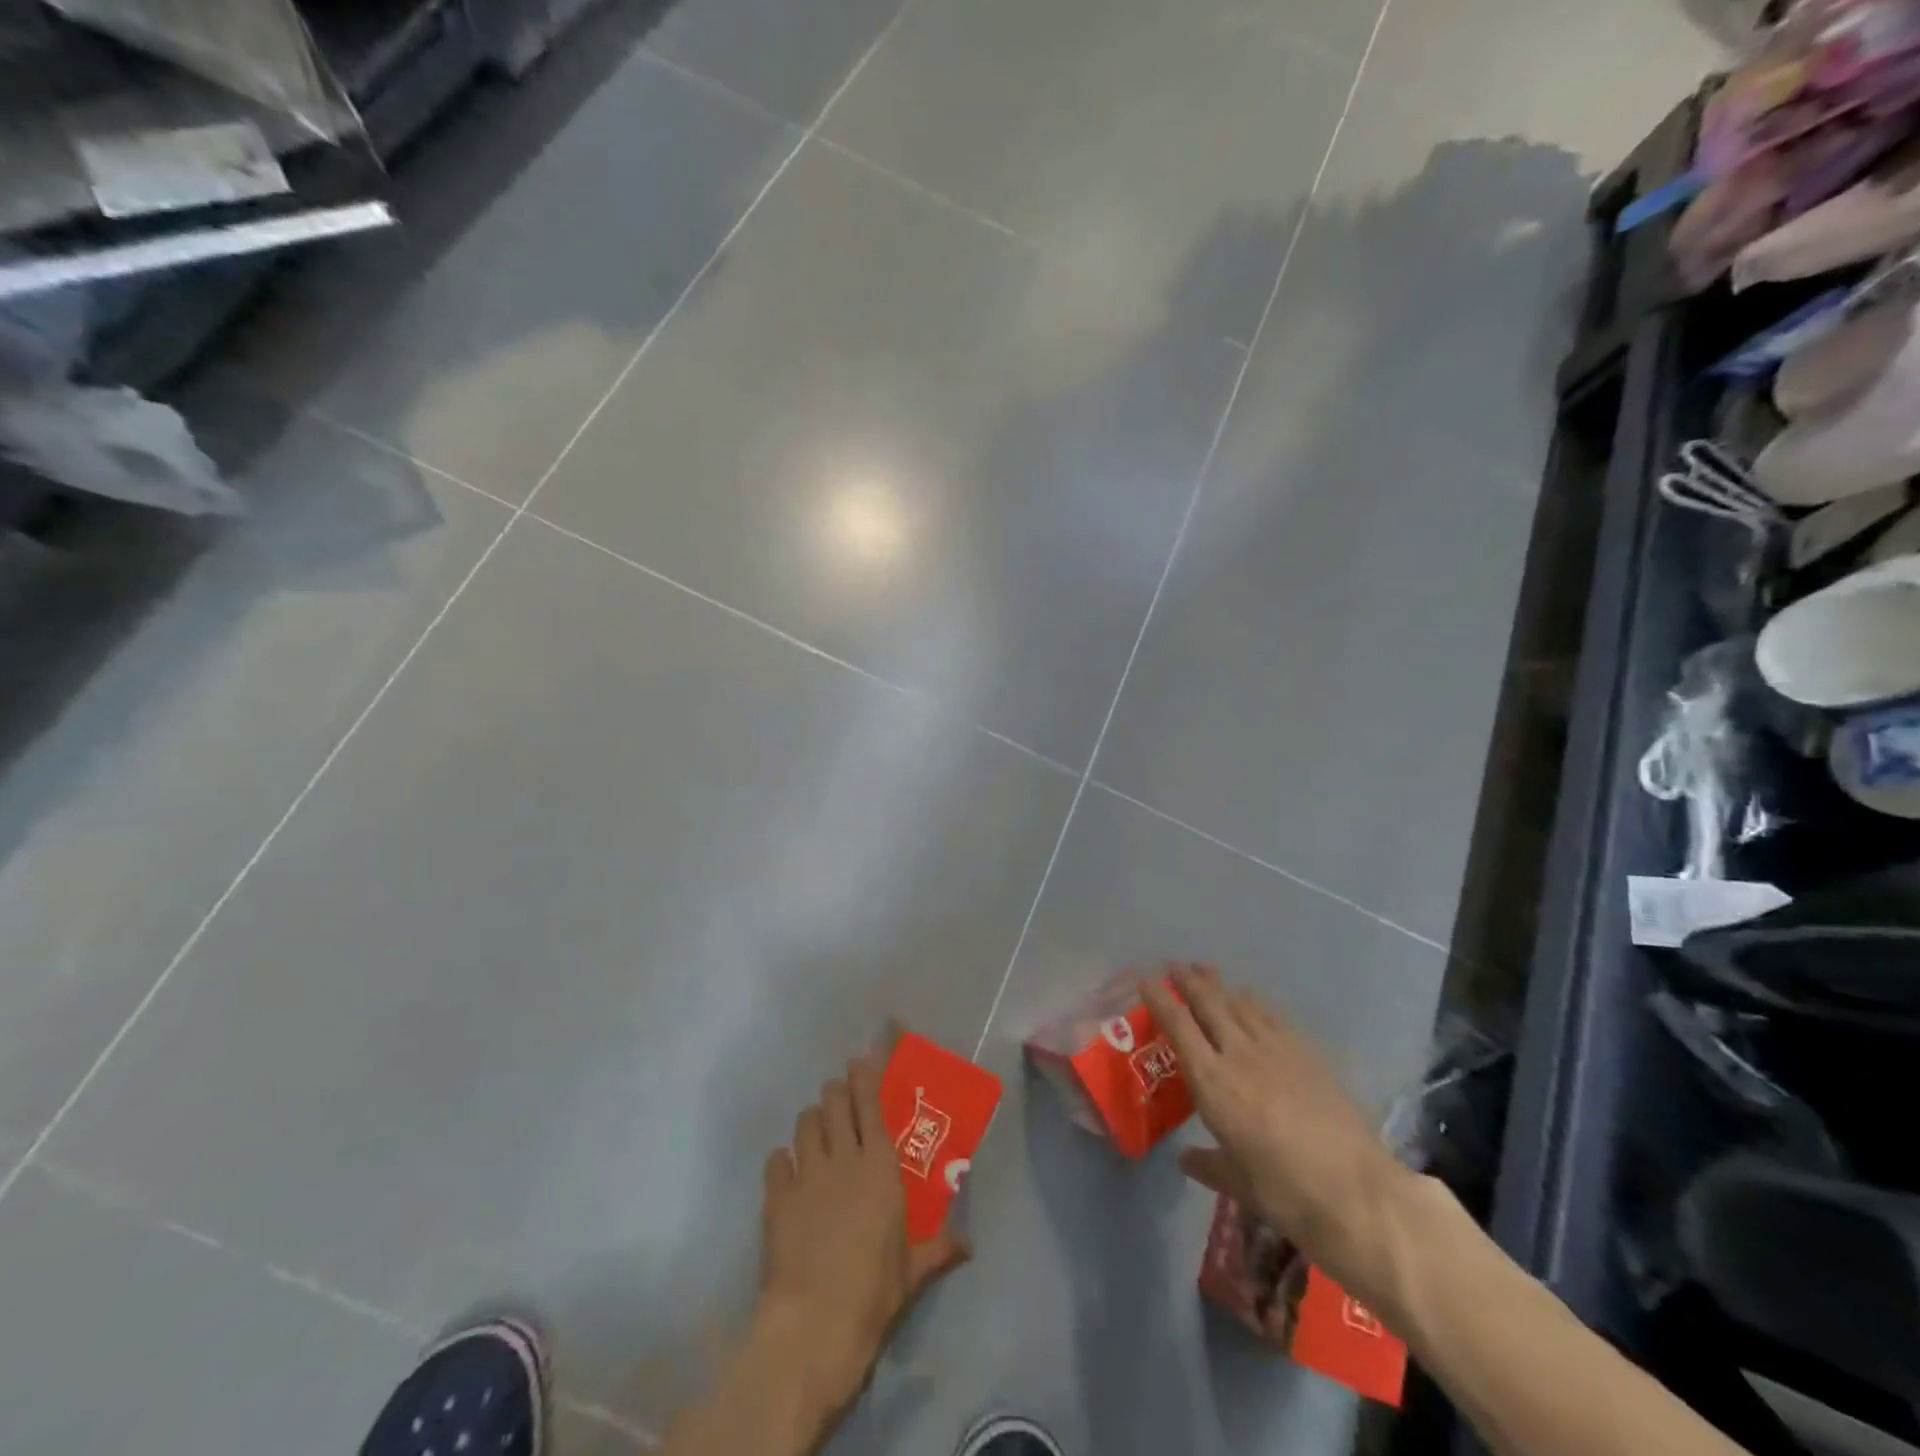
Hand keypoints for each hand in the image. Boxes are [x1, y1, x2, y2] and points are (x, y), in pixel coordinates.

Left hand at [754, 1052, 969, 1425]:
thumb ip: (940, 1247)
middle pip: (833, 1100)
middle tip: (840, 1101)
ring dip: (812, 1122)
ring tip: (816, 1134)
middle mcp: (843, 1156)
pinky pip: (776, 1159)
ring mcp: (806, 1173)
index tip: (862, 1059)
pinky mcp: (776, 1195)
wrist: (815, 1322)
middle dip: (836, 1093)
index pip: (870, 1103)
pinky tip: (788, 1174)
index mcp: (879, 1165)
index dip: (865, 1075)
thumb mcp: (913, 1270)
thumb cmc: (874, 1291)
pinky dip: (782, 1161)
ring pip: (805, 1121)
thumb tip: (969, 1245)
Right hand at [1142, 964, 1412, 1300]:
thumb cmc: (1285, 1192)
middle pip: (1208, 1003)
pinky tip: (1253, 1001)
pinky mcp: (1308, 1054)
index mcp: (1212, 1082)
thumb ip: (1208, 1165)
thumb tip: (1185, 1158)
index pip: (1178, 1027)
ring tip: (1208, 973)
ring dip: (1220, 986)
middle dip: (1188, 980)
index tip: (1145, 978)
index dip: (1159, 999)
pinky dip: (1255, 1002)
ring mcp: (1277, 1049)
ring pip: (1241, 1003)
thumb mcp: (1238, 1184)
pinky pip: (1273, 1016)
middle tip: (1174, 965)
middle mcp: (1239, 1054)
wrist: (1355, 1193)